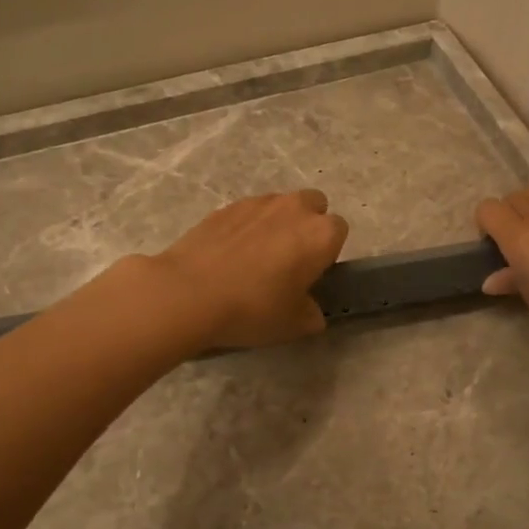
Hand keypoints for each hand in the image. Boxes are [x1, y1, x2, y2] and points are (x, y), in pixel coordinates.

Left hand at [147, 190, 348, 349]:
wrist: (188, 293)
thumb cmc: (252, 309)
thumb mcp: (293, 325)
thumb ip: (311, 314)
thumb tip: (310, 311)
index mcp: (320, 234)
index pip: (339, 231)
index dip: (327, 253)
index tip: (311, 274)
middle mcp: (294, 208)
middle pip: (314, 205)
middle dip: (307, 225)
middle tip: (289, 259)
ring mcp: (258, 203)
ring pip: (280, 205)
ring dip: (277, 223)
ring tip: (255, 257)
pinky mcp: (226, 206)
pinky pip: (248, 212)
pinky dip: (246, 227)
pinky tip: (229, 255)